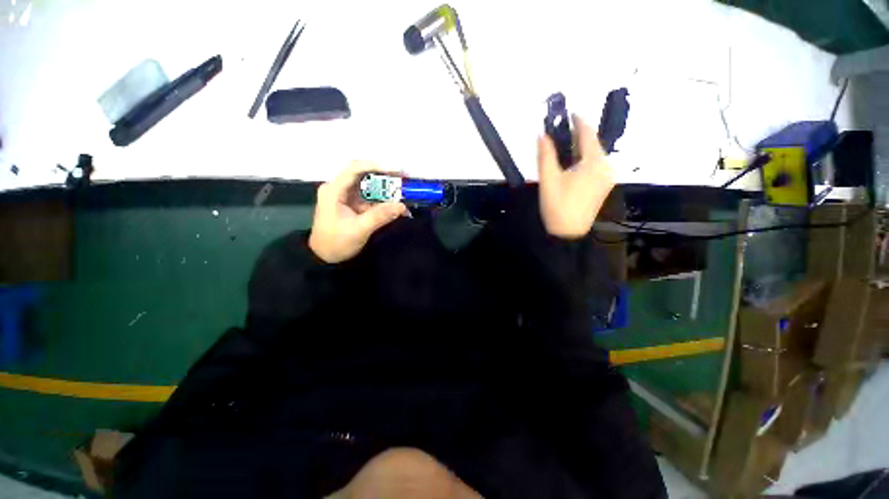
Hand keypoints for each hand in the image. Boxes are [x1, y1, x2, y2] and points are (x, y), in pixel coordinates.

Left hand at [309, 161, 407, 262]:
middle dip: (384, 175)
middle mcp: (339, 188)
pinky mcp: (353, 204)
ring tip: (403, 190)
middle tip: (404, 177)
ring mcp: (346, 196)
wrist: (324, 257)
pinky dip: (383, 199)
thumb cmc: (336, 243)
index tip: (396, 169)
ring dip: (386, 187)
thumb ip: (380, 216)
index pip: (355, 168)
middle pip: (363, 174)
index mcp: (334, 190)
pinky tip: (395, 202)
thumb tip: (402, 206)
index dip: (376, 165)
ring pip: (368, 185)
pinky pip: (370, 197)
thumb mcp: (359, 230)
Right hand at [537, 115, 614, 238]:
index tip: (570, 112)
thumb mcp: (548, 180)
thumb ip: (546, 155)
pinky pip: (596, 165)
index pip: (588, 134)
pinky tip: (573, 162)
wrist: (568, 233)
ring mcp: (607, 177)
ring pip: (595, 154)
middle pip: (593, 143)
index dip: (579, 121)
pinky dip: (585, 159)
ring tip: (565, 144)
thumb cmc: (557, 206)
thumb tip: (542, 135)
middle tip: (562, 130)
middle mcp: (606, 166)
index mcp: (594, 162)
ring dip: (581, 147)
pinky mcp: (604, 185)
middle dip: (579, 135)